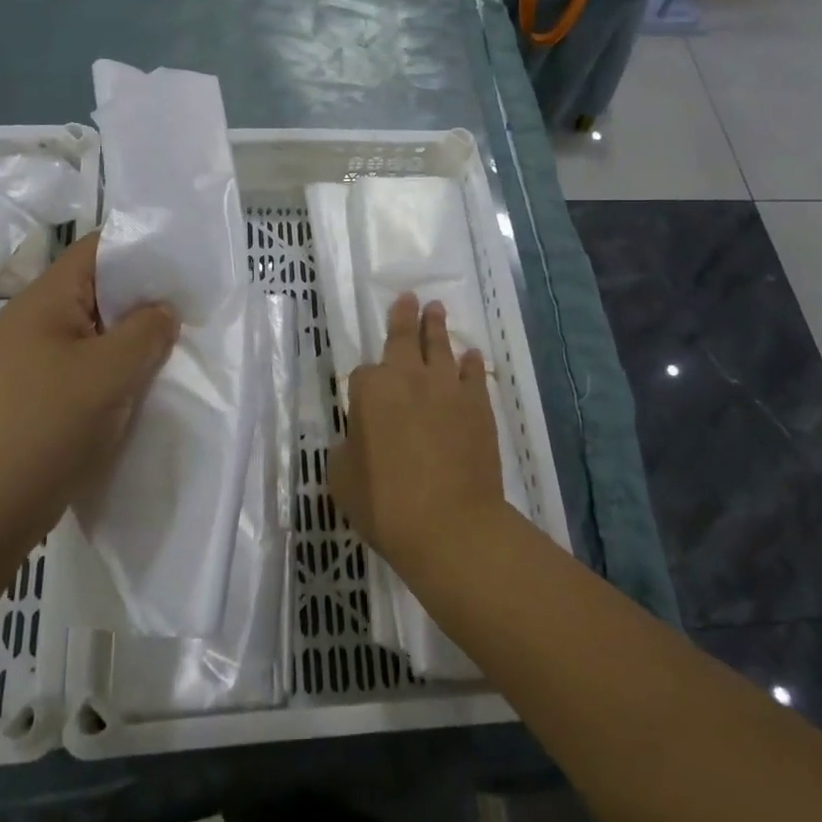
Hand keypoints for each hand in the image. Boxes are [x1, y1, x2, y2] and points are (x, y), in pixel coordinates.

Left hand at [0, 234, 177, 548]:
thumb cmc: (49, 426)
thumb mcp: (111, 371)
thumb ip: (147, 331)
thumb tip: (163, 312)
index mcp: (41, 301)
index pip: (94, 250)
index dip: (138, 249)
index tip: (181, 266)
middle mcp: (30, 321)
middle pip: (93, 289)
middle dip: (140, 298)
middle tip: (185, 310)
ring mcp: (27, 359)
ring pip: (90, 330)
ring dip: (127, 337)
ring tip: (169, 347)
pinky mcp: (31, 393)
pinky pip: (80, 363)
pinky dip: (111, 366)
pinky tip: (137, 384)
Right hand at [329, 293, 511, 576]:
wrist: (450, 525)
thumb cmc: (385, 503)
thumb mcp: (342, 478)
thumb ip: (346, 448)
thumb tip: (358, 438)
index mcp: (371, 391)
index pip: (362, 374)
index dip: (363, 385)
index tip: (363, 398)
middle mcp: (409, 378)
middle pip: (405, 338)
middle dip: (405, 316)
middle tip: (410, 296)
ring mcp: (448, 388)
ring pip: (441, 346)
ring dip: (437, 326)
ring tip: (437, 308)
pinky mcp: (478, 406)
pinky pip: (473, 374)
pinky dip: (470, 362)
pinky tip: (471, 354)